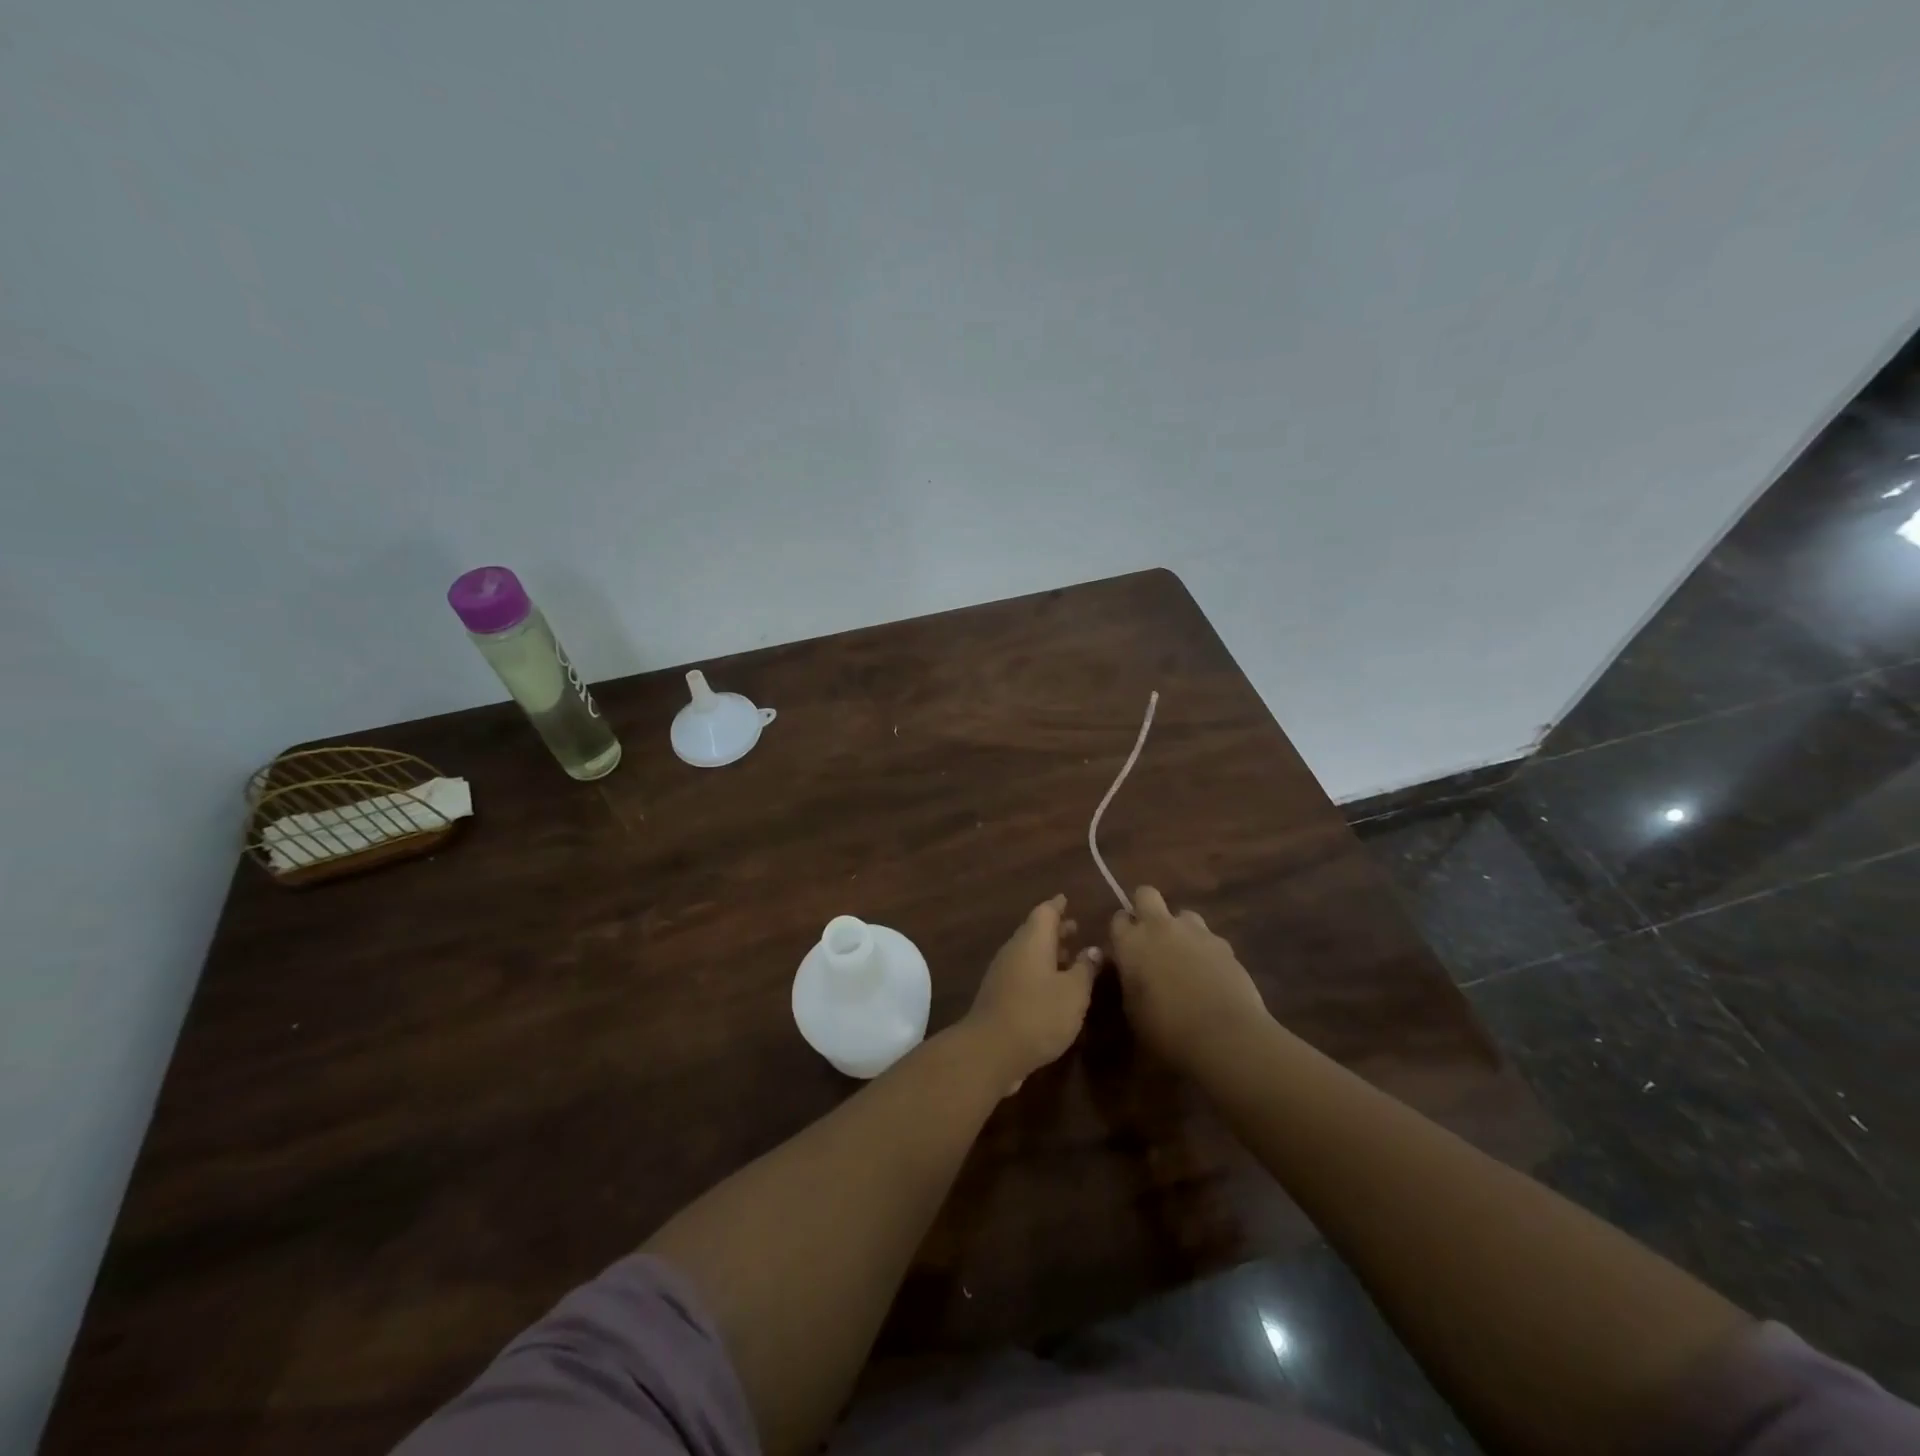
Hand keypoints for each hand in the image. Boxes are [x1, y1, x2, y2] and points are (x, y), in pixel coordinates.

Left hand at [965, 895, 1101, 1092]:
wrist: (991, 1050)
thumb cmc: (1039, 1014)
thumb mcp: (1074, 992)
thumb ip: (1085, 968)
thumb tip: (1093, 949)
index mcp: (1032, 941)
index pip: (1045, 912)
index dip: (1058, 906)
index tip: (1067, 899)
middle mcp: (1014, 950)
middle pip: (1034, 931)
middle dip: (1055, 930)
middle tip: (1076, 929)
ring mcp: (1002, 972)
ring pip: (1028, 953)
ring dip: (1048, 952)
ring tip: (1069, 958)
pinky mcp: (998, 995)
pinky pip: (1022, 972)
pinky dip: (1039, 971)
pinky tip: (1053, 987)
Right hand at [1110, 887, 1269, 1074]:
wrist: (1224, 1037)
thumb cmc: (1166, 1032)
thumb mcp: (1132, 1012)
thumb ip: (1128, 983)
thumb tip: (1131, 973)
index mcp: (1130, 943)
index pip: (1118, 918)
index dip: (1122, 931)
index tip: (1125, 948)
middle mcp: (1159, 927)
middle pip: (1146, 894)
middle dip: (1145, 908)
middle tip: (1150, 937)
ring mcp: (1195, 932)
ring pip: (1184, 914)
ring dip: (1181, 929)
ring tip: (1185, 957)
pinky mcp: (1224, 944)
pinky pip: (1210, 938)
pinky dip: (1207, 950)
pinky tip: (1211, 975)